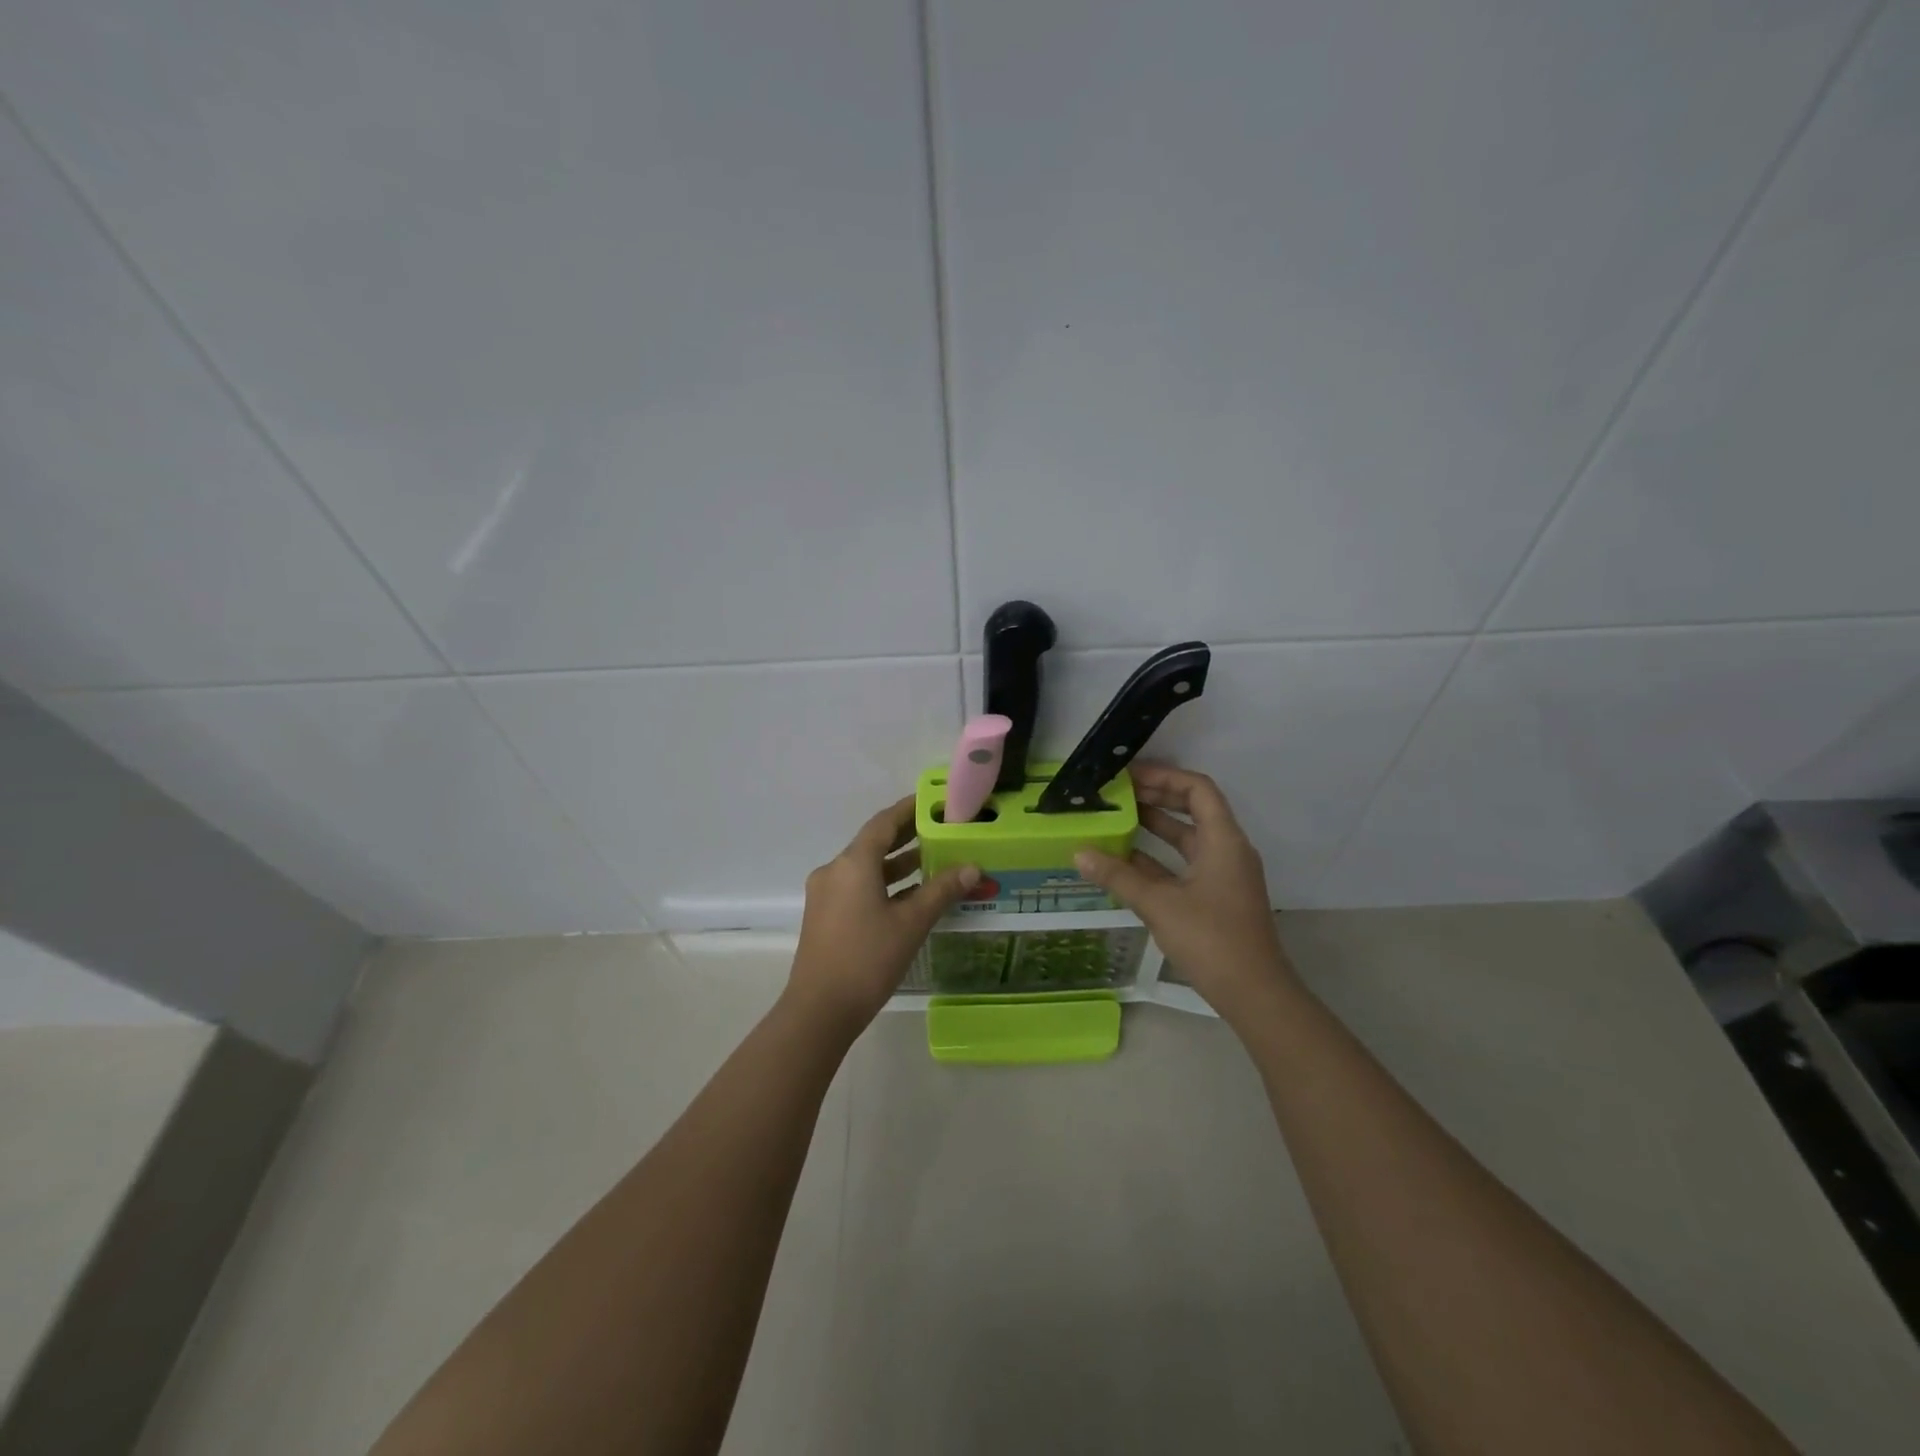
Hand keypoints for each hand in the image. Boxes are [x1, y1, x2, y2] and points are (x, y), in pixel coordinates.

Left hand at [788, 797, 979, 1029]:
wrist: (819, 1010)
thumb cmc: (867, 959)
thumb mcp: (911, 923)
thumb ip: (941, 890)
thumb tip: (971, 866)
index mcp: (852, 864)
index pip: (884, 823)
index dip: (908, 809)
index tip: (933, 802)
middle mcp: (835, 870)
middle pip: (874, 843)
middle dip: (906, 835)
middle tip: (941, 828)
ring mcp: (826, 894)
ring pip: (866, 868)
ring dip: (897, 863)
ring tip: (933, 859)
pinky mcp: (825, 916)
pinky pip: (858, 887)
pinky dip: (884, 884)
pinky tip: (911, 894)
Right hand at [1074, 763, 1296, 1024]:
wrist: (1254, 994)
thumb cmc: (1211, 939)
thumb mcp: (1159, 904)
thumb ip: (1118, 876)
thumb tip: (1079, 853)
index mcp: (1223, 841)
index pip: (1197, 789)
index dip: (1164, 776)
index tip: (1130, 776)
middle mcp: (1227, 850)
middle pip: (1192, 809)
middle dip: (1156, 797)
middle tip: (1118, 793)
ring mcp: (1222, 875)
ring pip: (1186, 838)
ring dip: (1154, 827)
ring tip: (1115, 819)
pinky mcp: (1215, 898)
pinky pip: (1183, 865)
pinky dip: (1157, 858)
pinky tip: (1124, 861)